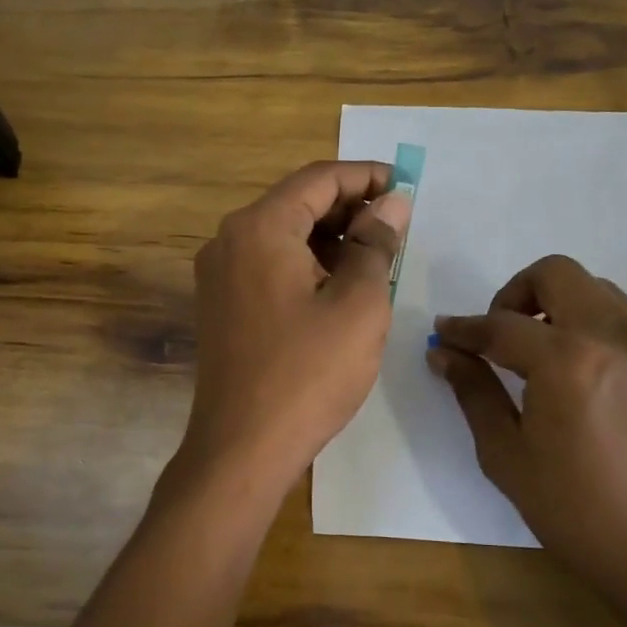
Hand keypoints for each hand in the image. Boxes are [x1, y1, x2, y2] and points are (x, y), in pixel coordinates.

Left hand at [178, 161, 411, 505]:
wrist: (242, 450)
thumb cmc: (308, 373)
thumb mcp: (358, 304)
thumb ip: (376, 244)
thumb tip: (393, 203)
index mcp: (259, 228)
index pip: (319, 179)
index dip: (367, 177)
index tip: (406, 186)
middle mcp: (230, 240)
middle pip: (297, 203)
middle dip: (350, 208)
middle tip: (396, 226)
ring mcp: (220, 275)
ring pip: (284, 236)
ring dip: (330, 238)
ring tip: (376, 258)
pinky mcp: (222, 305)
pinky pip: (270, 265)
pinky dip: (307, 264)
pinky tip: (340, 286)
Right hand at [430, 255, 626, 626]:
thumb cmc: (575, 513)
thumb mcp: (507, 456)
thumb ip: (474, 392)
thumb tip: (444, 354)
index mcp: (567, 362)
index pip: (502, 324)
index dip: (465, 328)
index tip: (445, 333)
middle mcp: (615, 336)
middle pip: (557, 274)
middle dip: (516, 294)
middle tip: (502, 334)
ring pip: (597, 290)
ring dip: (561, 306)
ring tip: (545, 353)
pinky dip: (597, 330)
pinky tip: (588, 377)